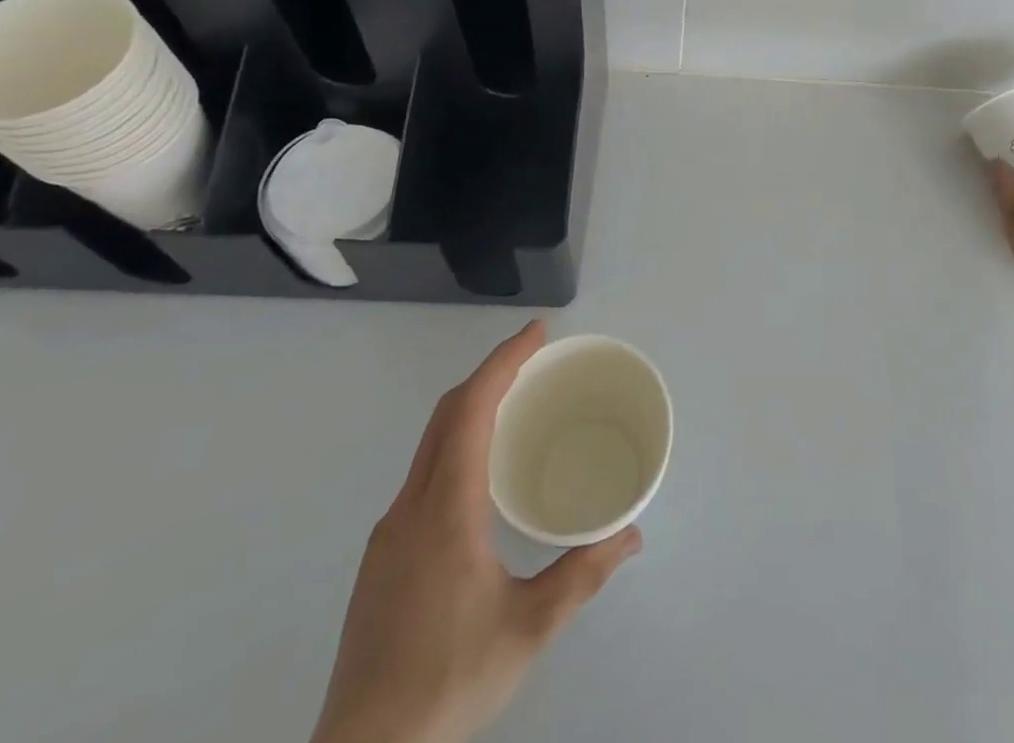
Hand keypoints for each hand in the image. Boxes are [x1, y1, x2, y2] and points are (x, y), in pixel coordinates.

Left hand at [311, 321, 640, 742]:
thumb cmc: (447, 682)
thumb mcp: (528, 629)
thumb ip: (582, 575)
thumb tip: (631, 535)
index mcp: (445, 508)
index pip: (472, 409)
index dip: (504, 361)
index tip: (538, 332)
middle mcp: (410, 506)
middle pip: (447, 414)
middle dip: (491, 373)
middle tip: (535, 357)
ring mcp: (389, 532)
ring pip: (430, 443)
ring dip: (471, 407)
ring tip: (515, 405)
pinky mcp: (382, 558)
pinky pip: (423, 472)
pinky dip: (456, 443)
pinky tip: (480, 475)